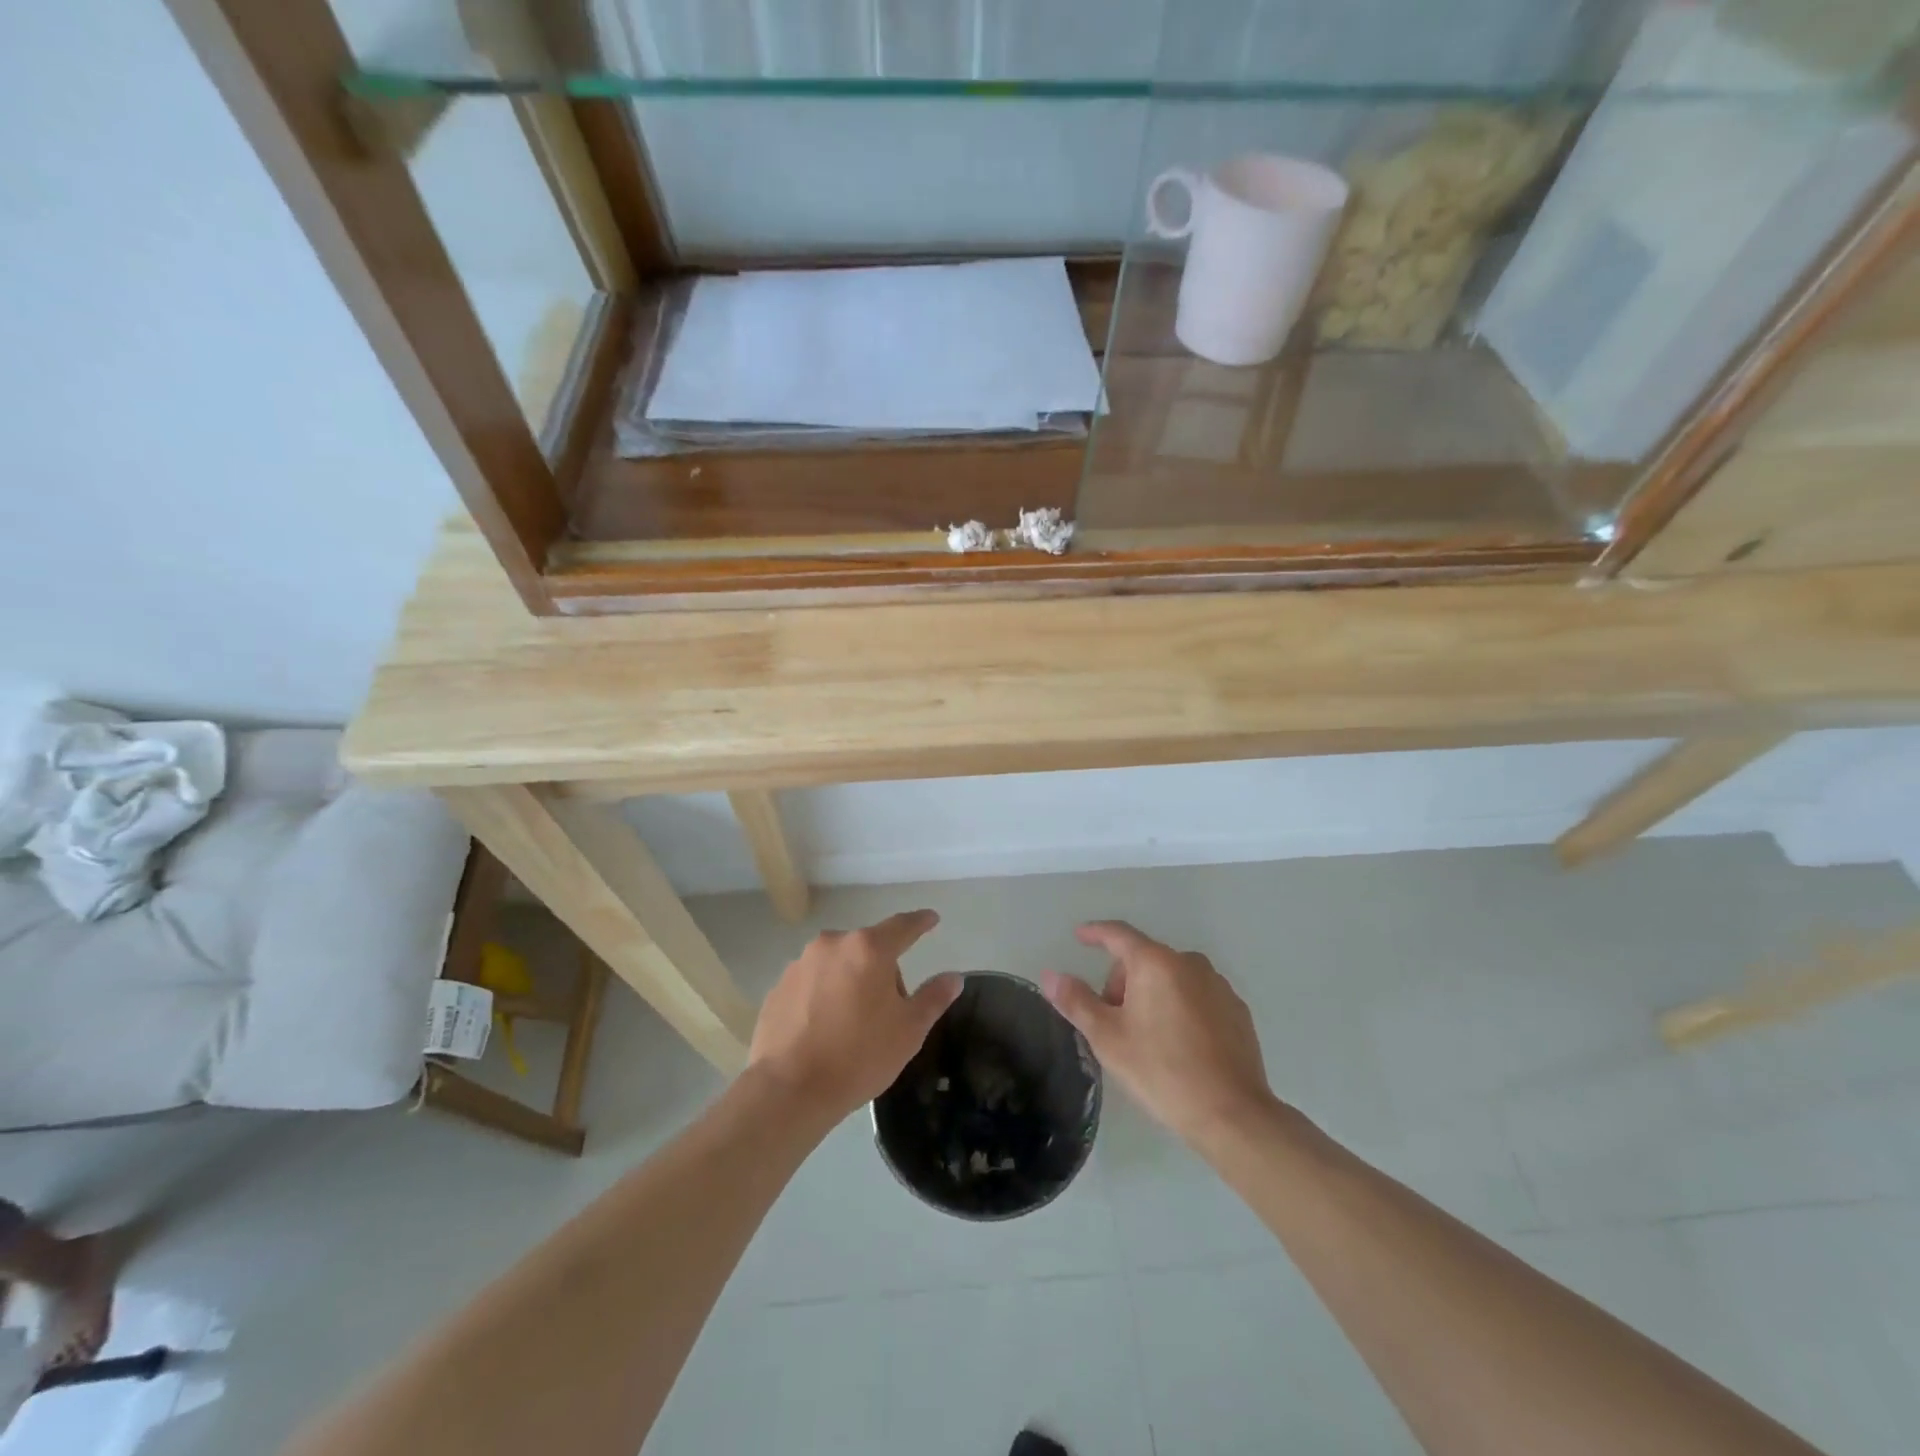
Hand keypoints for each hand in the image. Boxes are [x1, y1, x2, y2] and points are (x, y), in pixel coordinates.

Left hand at [749, 909, 961, 1123]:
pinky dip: (823, 997)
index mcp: (868, 949)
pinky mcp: (778, 987)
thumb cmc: (858, 1056)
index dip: (920, 923)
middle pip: (868, 949)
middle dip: (882, 971)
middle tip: (888, 1012)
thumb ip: (933, 998)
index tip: (931, 919)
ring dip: (851, 982)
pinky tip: (824, 1031)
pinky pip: (812, 983)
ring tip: (852, 1026)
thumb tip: (953, 977)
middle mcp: (832, 944)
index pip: (902, 926)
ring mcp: (800, 964)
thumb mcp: (909, 1031)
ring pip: (838, 965)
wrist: (788, 1090)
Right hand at [1042, 921, 1276, 1147]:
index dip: (1095, 933)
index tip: (1080, 936)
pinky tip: (1179, 1045)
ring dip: (1152, 994)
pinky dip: (1180, 1007)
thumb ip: (1076, 1001)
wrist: (1232, 1114)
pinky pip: (1197, 996)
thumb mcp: (1108, 1038)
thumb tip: (1050, 975)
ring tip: (1146, 1037)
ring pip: (1172, 978)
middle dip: (1122, 981)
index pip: (1118, 934)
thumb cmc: (1161, 1071)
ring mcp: (1218, 985)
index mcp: (1155, 963)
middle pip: (1144, 959)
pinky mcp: (1237, 1010)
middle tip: (1113, 1021)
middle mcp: (1189, 963)